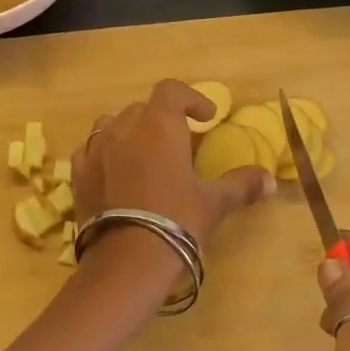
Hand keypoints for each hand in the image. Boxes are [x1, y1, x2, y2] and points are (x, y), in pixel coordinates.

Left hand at [72, 79, 273, 244]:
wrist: (127, 259)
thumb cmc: (177, 220)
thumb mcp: (215, 202)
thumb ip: (242, 185)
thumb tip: (270, 181)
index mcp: (159, 125)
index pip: (171, 91)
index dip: (191, 98)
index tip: (207, 118)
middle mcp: (123, 128)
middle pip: (143, 108)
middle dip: (163, 118)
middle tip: (180, 141)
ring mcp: (95, 149)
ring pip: (112, 124)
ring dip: (130, 130)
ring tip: (144, 152)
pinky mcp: (78, 174)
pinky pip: (89, 149)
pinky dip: (104, 151)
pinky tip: (114, 169)